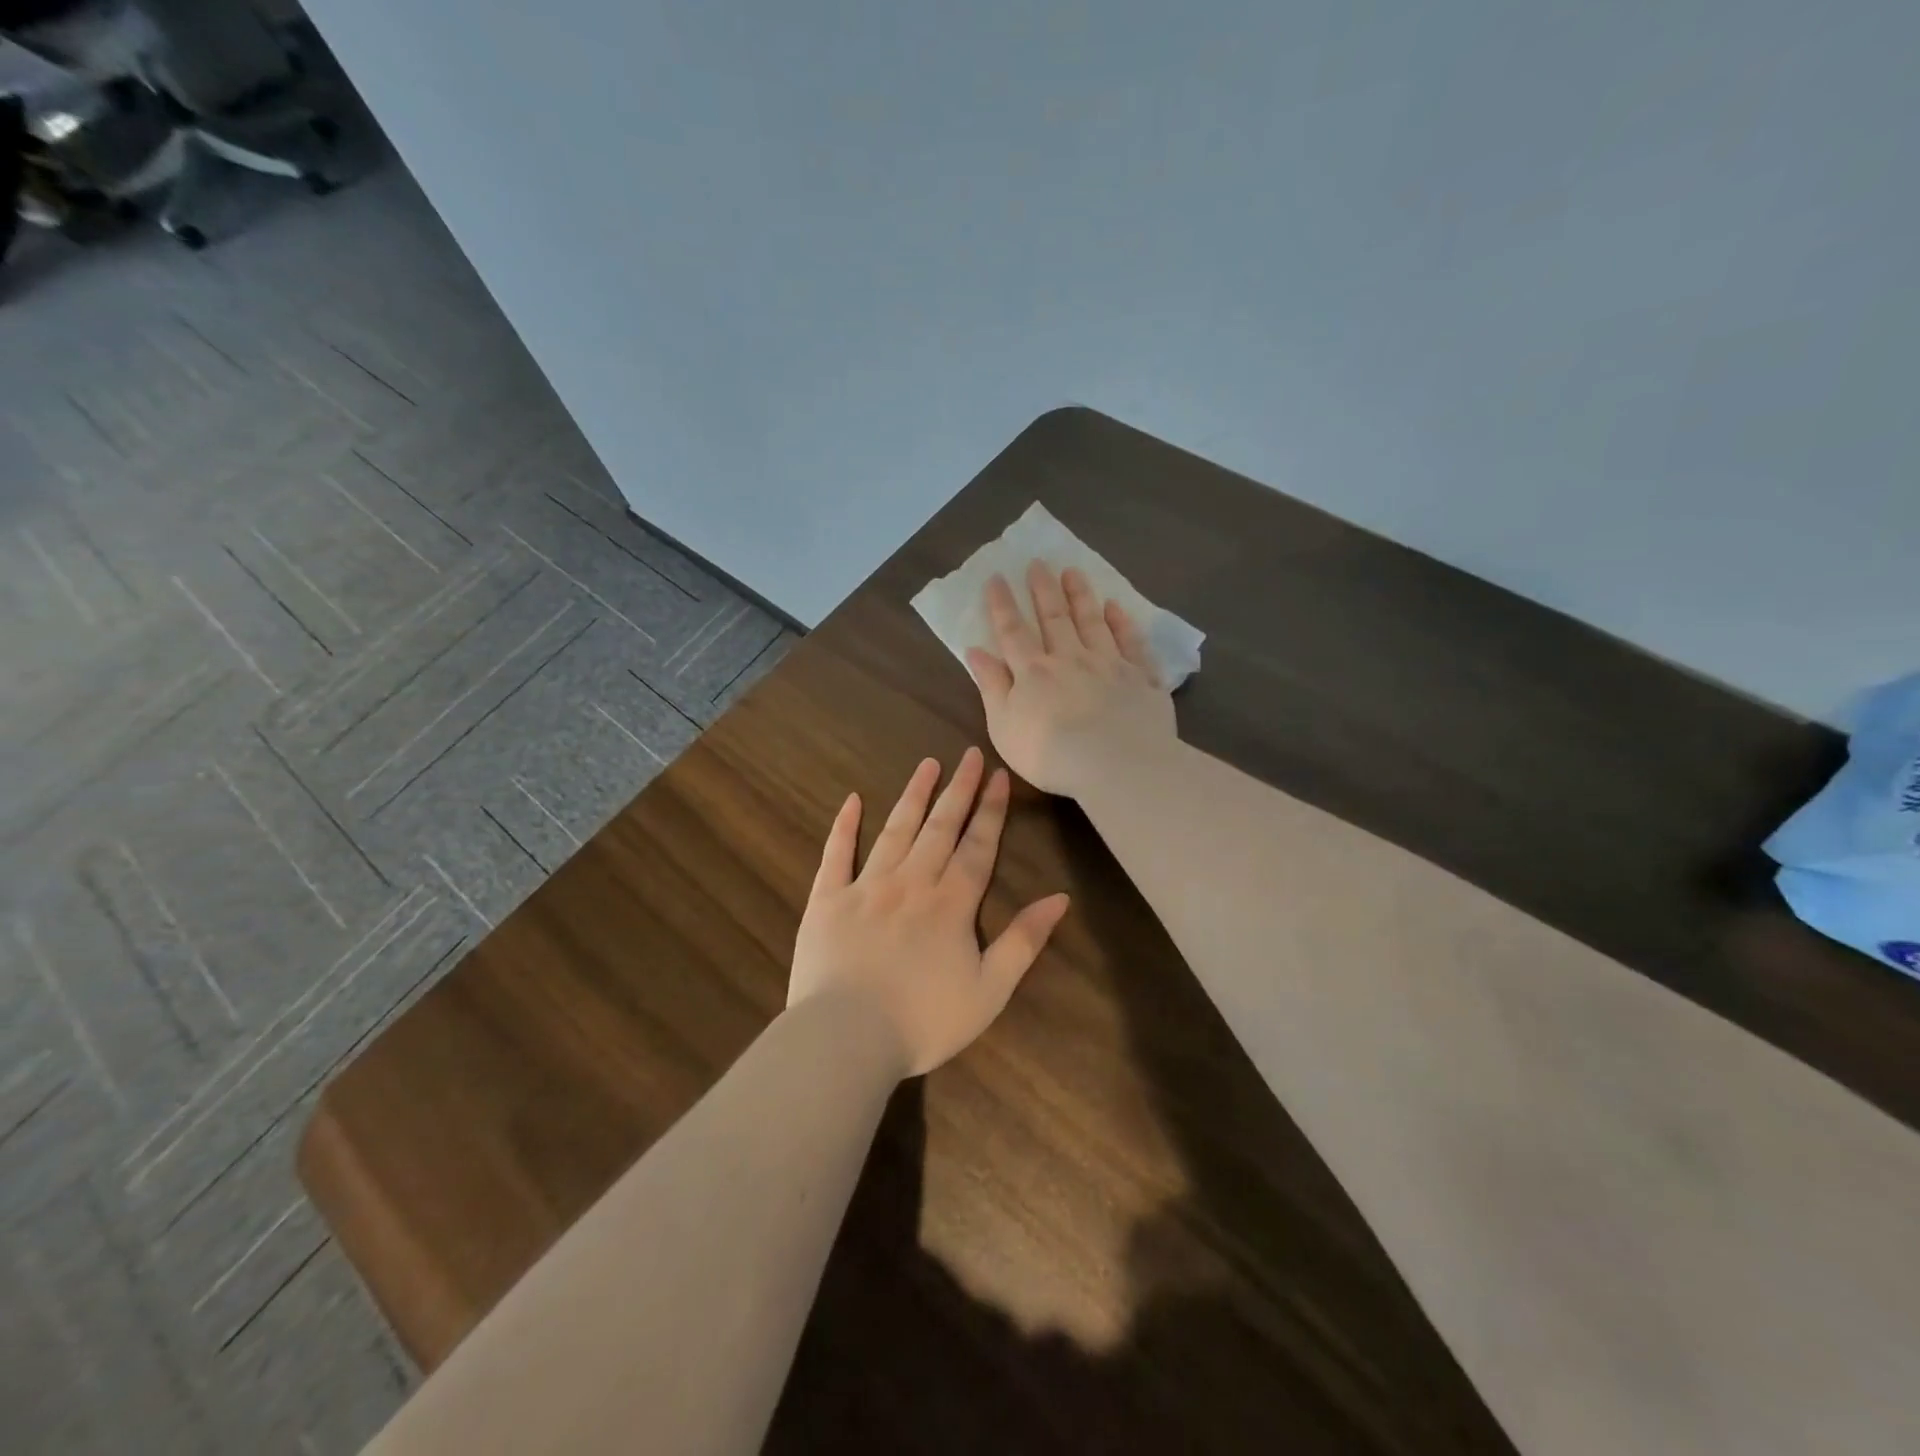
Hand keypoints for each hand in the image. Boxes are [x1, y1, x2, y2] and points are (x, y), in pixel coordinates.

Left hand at [788, 748, 1070, 1077]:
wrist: (846, 1038)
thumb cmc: (923, 1021)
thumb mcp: (990, 991)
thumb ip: (1024, 941)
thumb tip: (1060, 898)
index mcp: (951, 903)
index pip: (978, 846)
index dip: (991, 811)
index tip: (999, 776)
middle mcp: (912, 882)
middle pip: (940, 827)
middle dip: (958, 790)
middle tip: (969, 755)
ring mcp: (866, 886)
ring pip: (895, 830)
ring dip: (914, 795)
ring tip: (928, 764)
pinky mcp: (827, 899)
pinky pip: (836, 854)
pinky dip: (845, 825)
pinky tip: (853, 800)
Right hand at [965, 563, 1176, 798]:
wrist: (1116, 764)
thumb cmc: (1050, 753)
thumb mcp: (1003, 725)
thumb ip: (991, 686)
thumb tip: (975, 650)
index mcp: (1034, 672)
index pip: (1013, 632)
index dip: (1002, 605)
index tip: (996, 577)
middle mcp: (1070, 659)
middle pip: (1054, 618)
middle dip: (1043, 589)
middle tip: (1038, 562)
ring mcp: (1109, 665)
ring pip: (1092, 622)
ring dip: (1081, 596)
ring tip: (1073, 571)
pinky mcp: (1141, 679)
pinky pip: (1132, 643)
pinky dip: (1123, 623)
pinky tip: (1117, 607)